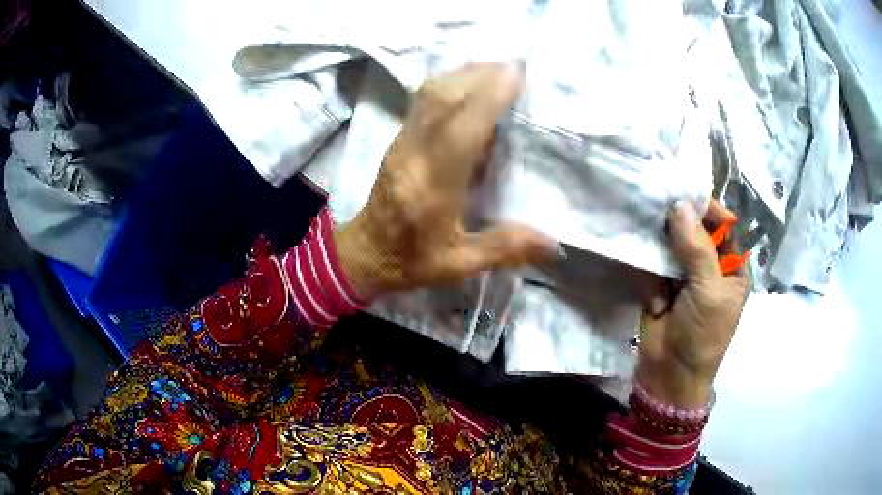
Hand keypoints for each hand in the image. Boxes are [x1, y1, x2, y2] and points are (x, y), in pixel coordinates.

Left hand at [334, 63, 559, 298]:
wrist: (363, 253)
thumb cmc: (411, 260)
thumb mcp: (459, 264)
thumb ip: (506, 248)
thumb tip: (556, 246)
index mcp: (431, 187)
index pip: (460, 129)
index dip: (488, 97)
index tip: (517, 74)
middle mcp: (413, 154)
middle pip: (442, 98)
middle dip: (480, 75)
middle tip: (517, 67)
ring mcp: (402, 141)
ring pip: (430, 93)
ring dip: (465, 74)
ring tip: (499, 70)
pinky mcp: (399, 138)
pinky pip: (424, 99)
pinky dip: (451, 83)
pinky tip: (471, 84)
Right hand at [636, 200, 749, 408]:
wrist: (670, 374)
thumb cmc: (703, 334)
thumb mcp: (709, 291)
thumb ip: (697, 248)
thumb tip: (680, 206)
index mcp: (732, 267)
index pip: (725, 226)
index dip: (708, 210)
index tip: (685, 195)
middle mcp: (710, 265)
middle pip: (696, 231)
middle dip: (679, 223)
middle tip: (660, 209)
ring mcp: (685, 275)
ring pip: (672, 243)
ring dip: (661, 244)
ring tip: (650, 237)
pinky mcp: (661, 284)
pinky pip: (654, 263)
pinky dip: (650, 268)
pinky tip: (651, 286)